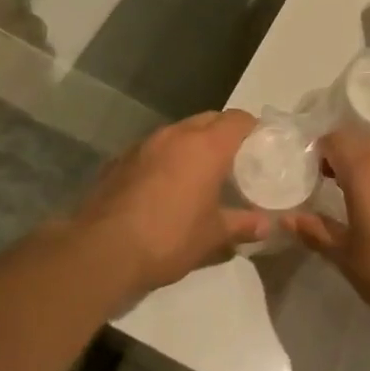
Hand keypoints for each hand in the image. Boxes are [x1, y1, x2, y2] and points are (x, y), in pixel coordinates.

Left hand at [58, 110, 265, 299]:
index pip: (238, 119)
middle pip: (208, 119)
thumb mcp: (213, 237)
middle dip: (224, 133)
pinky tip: (164, 186)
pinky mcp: (120, 159)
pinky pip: (153, 149)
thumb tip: (267, 225)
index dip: (253, 128)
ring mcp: (144, 144)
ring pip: (178, 132)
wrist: (102, 250)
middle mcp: (175, 135)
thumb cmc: (169, 238)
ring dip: (192, 144)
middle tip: (234, 160)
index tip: (261, 145)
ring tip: (200, 173)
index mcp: (206, 146)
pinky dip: (166, 158)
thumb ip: (242, 225)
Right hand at [282, 128, 369, 336]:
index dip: (320, 151)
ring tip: (359, 199)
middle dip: (342, 156)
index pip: (336, 139)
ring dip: (368, 167)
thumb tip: (287, 218)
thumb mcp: (345, 255)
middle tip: (329, 184)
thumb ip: (315, 231)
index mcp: (365, 172)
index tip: (312, 175)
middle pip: (361, 142)